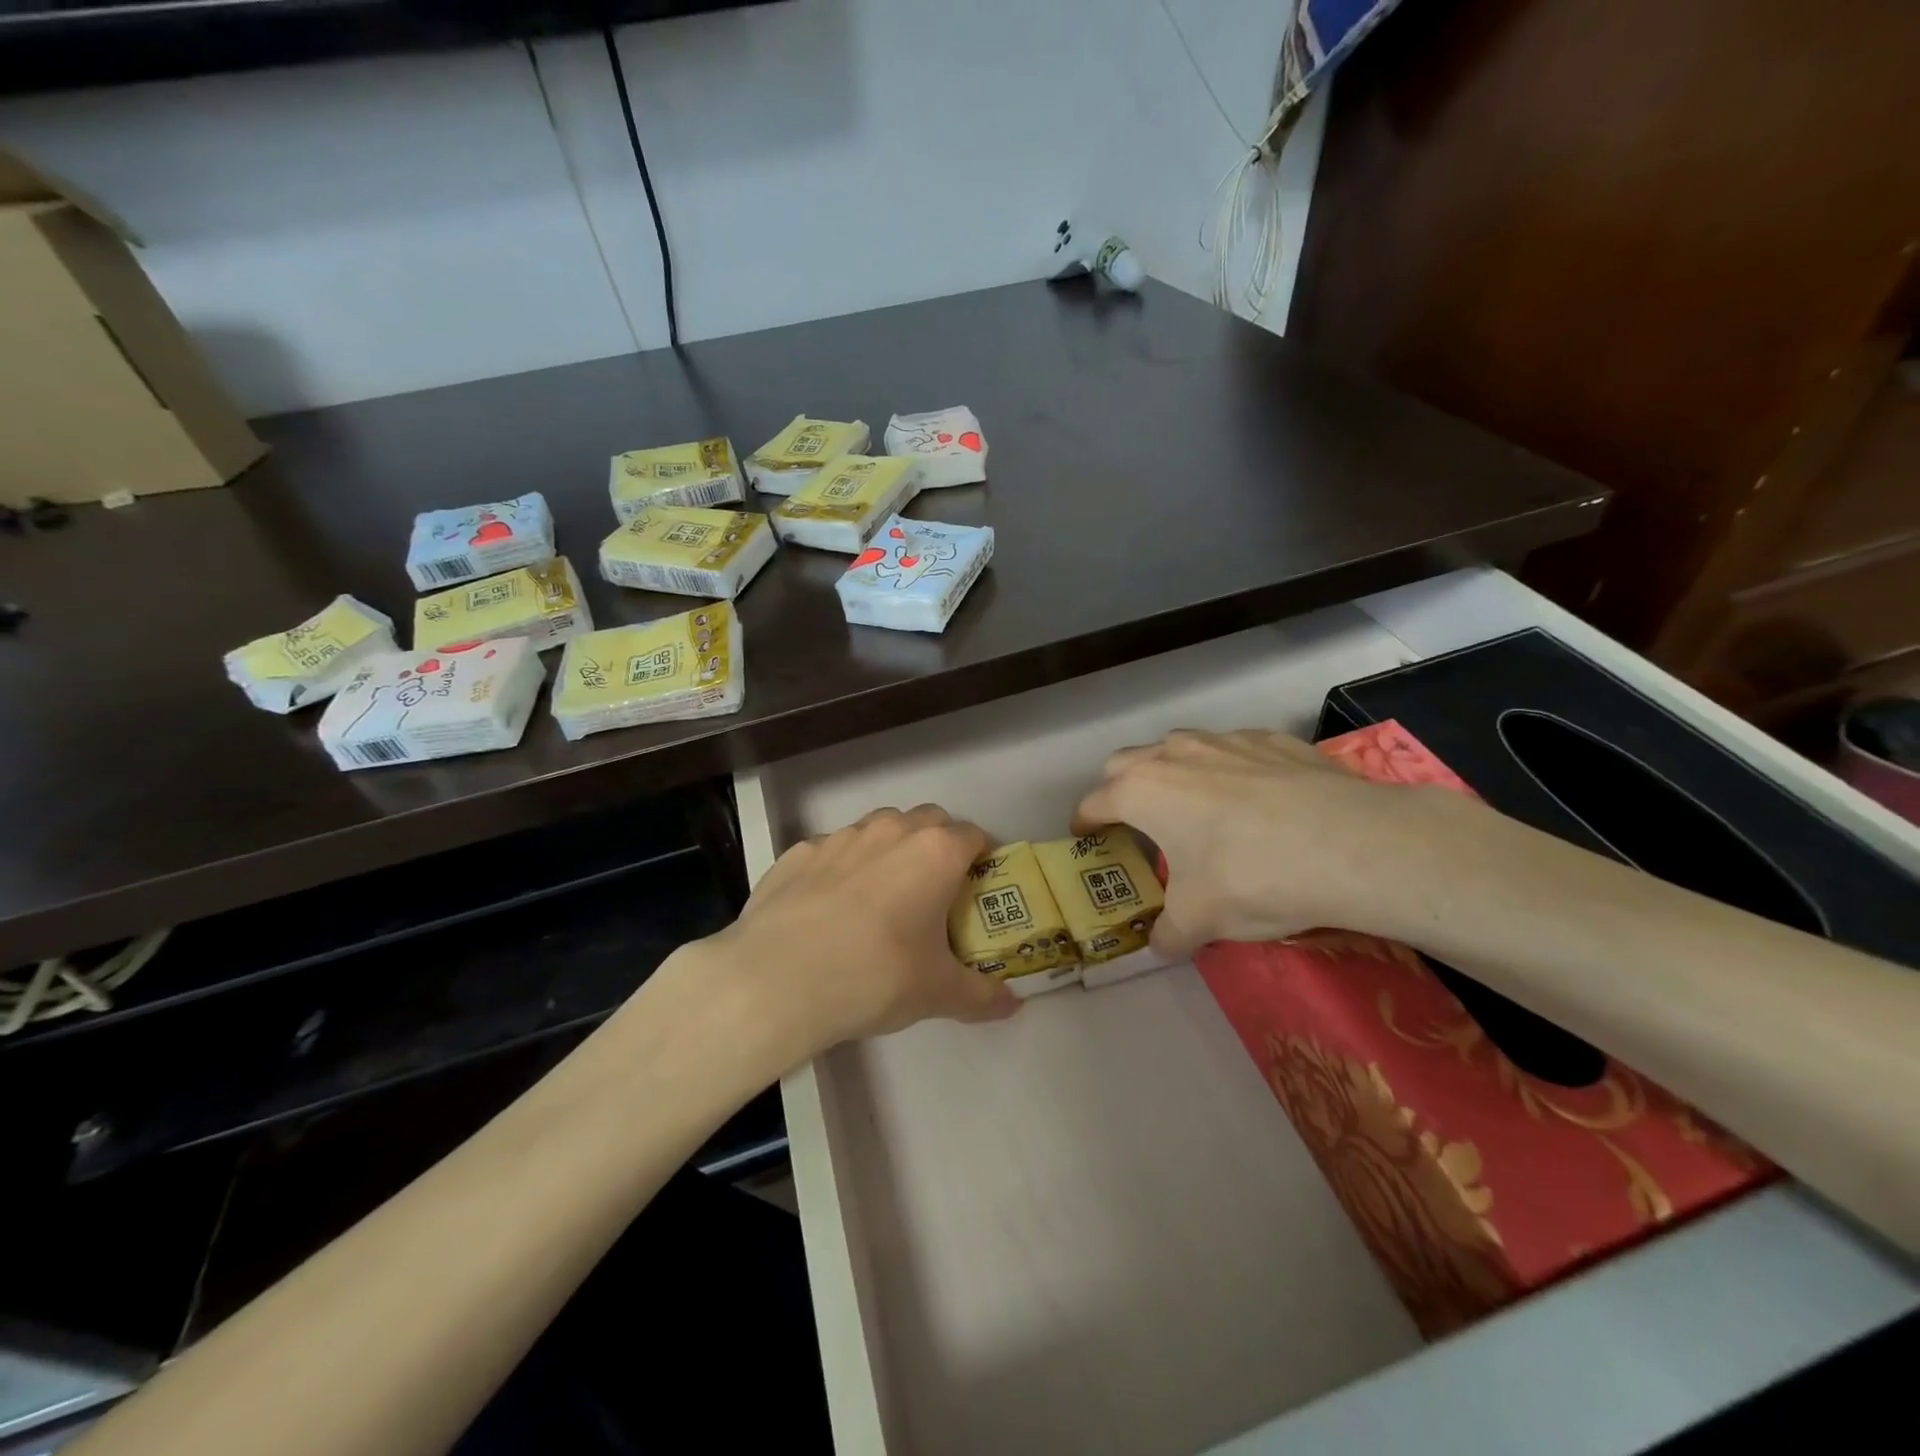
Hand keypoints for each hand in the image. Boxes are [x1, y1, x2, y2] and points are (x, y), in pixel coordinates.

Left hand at [702, 805, 1019, 1058]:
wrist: (775, 979)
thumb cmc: (875, 976)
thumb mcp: (936, 993)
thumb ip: (981, 995)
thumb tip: (1012, 1005)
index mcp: (935, 852)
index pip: (974, 835)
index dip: (983, 857)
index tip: (979, 886)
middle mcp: (890, 831)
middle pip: (929, 820)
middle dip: (938, 844)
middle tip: (935, 890)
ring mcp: (839, 837)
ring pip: (878, 828)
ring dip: (889, 850)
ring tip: (881, 897)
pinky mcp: (797, 852)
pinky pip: (832, 851)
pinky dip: (841, 868)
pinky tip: (828, 909)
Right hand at [1074, 729, 1470, 954]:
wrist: (1352, 845)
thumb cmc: (1252, 877)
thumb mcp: (1200, 920)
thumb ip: (1169, 933)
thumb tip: (1161, 944)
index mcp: (1142, 791)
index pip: (1094, 802)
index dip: (1085, 822)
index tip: (1085, 837)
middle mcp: (1174, 754)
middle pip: (1125, 762)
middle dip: (1120, 788)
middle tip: (1136, 821)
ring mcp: (1224, 740)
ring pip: (1178, 746)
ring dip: (1172, 771)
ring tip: (1195, 805)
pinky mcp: (1271, 739)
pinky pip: (1232, 748)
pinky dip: (1228, 768)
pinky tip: (1257, 797)